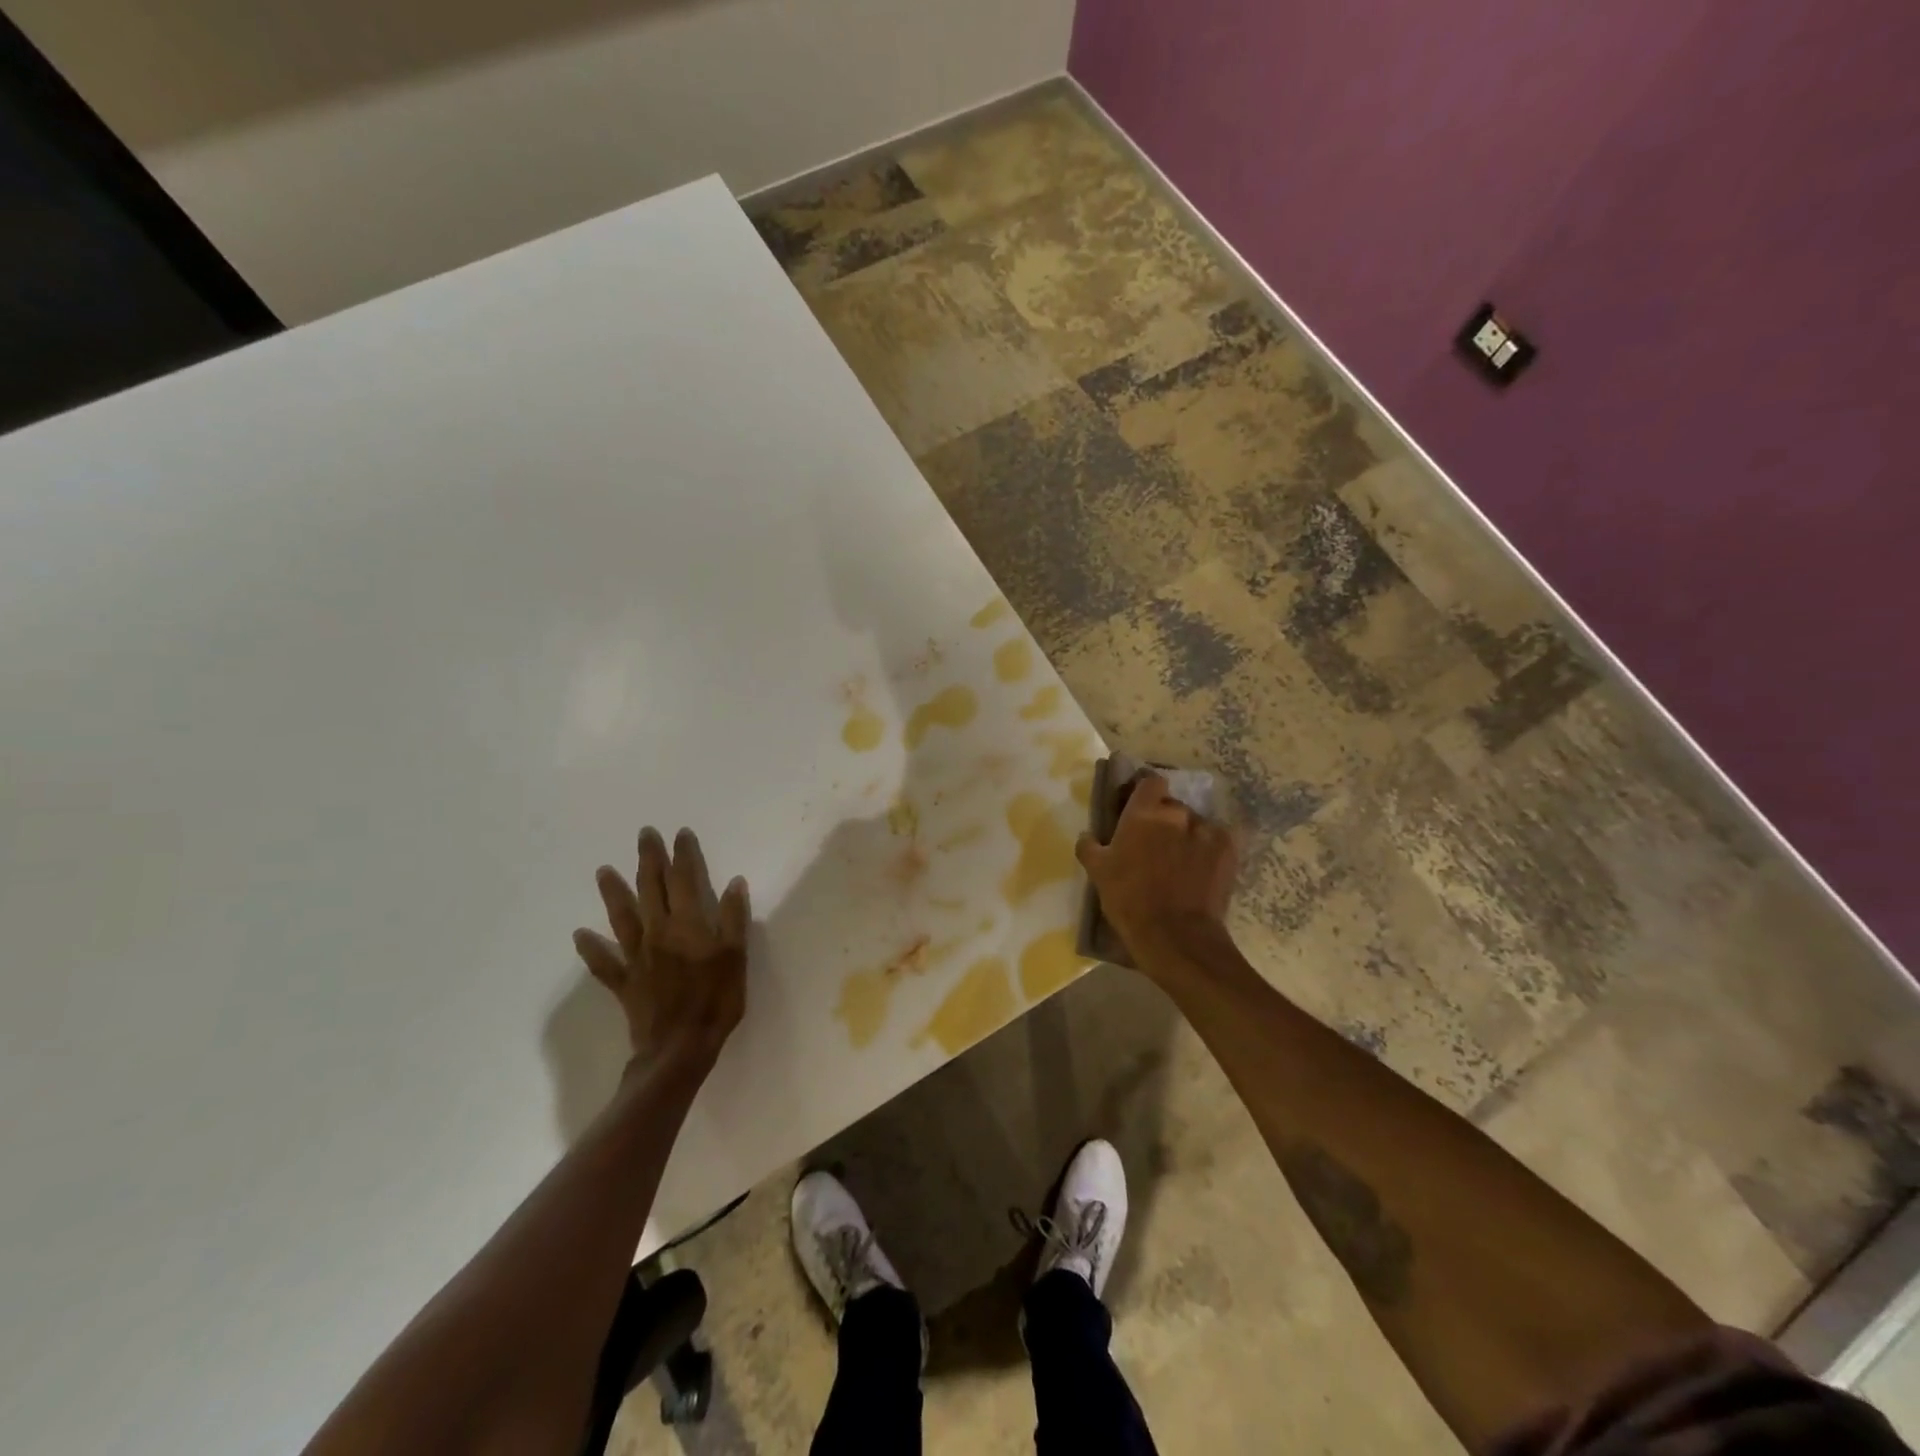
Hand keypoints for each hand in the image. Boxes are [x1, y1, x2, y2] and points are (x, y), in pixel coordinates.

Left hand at [574, 826, 749, 1072]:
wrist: (680, 1048)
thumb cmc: (716, 1001)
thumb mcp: (736, 957)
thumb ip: (734, 919)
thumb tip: (734, 883)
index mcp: (688, 924)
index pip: (685, 880)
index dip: (683, 855)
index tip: (680, 833)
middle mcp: (658, 932)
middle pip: (651, 889)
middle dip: (648, 860)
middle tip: (644, 835)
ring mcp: (638, 957)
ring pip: (622, 917)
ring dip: (613, 893)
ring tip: (602, 871)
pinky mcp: (625, 982)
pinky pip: (604, 962)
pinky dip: (591, 949)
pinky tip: (580, 936)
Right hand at [1076, 773, 1236, 972]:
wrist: (1175, 935)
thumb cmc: (1129, 900)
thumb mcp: (1097, 873)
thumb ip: (1090, 846)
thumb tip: (1087, 835)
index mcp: (1143, 813)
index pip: (1150, 782)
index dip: (1146, 792)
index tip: (1140, 808)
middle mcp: (1177, 813)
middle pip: (1173, 806)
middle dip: (1166, 821)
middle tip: (1157, 845)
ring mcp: (1206, 830)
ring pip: (1196, 824)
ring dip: (1189, 836)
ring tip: (1183, 863)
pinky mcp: (1229, 849)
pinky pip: (1217, 840)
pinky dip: (1210, 850)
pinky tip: (1203, 870)